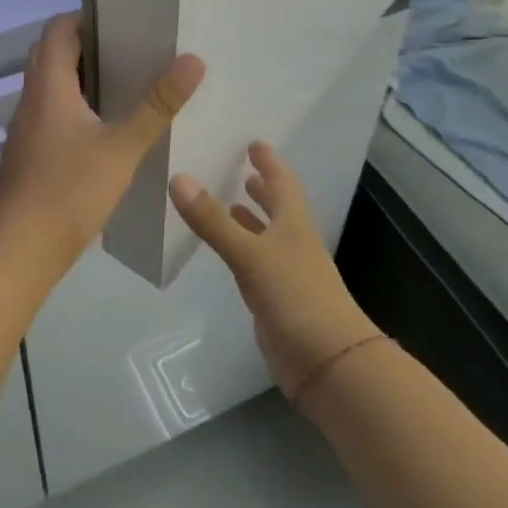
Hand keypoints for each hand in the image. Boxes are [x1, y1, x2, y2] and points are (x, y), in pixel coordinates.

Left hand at [0, 13, 204, 269]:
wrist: (19, 249)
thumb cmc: (69, 190)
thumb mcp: (122, 147)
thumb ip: (157, 105)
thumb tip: (192, 60)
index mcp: (49, 86)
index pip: (57, 29)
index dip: (85, 18)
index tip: (122, 22)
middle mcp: (32, 98)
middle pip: (51, 54)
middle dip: (87, 46)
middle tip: (130, 51)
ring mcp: (27, 127)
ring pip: (51, 85)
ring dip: (81, 77)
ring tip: (126, 84)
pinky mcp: (30, 152)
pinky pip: (51, 112)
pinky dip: (75, 106)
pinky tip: (105, 128)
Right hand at [169, 143, 380, 405]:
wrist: (329, 364)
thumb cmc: (296, 297)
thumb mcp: (250, 254)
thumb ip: (213, 220)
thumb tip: (179, 178)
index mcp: (293, 224)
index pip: (282, 183)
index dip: (269, 162)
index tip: (254, 143)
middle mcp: (292, 243)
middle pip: (278, 208)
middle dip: (261, 189)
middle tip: (241, 170)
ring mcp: (286, 273)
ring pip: (265, 237)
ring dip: (250, 220)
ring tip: (229, 204)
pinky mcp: (275, 301)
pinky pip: (254, 265)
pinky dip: (241, 252)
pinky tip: (226, 254)